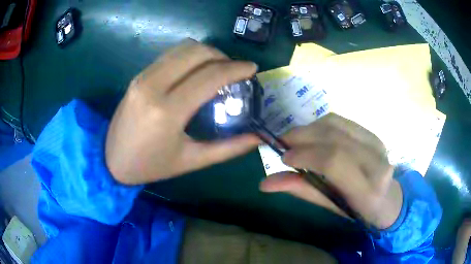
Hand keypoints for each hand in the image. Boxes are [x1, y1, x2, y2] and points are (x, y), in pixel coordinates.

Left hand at [105, 39, 258, 184]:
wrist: (112, 160)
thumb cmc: (152, 165)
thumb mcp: (192, 161)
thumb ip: (228, 148)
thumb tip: (258, 136)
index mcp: (167, 111)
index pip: (210, 76)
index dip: (236, 68)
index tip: (252, 69)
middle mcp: (153, 86)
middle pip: (197, 52)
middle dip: (222, 56)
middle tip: (234, 71)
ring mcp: (143, 77)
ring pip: (183, 48)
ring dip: (206, 53)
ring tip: (217, 69)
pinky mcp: (138, 75)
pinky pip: (170, 55)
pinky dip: (189, 57)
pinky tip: (195, 72)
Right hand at [260, 113, 402, 228]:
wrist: (387, 198)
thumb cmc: (358, 210)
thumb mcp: (330, 206)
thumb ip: (301, 190)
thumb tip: (265, 183)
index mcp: (367, 190)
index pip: (334, 161)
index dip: (306, 154)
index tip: (283, 157)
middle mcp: (376, 162)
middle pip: (334, 138)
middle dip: (302, 137)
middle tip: (282, 144)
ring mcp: (377, 143)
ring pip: (336, 124)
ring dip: (309, 128)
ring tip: (294, 139)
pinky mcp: (372, 133)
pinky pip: (342, 121)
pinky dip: (320, 124)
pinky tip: (312, 134)